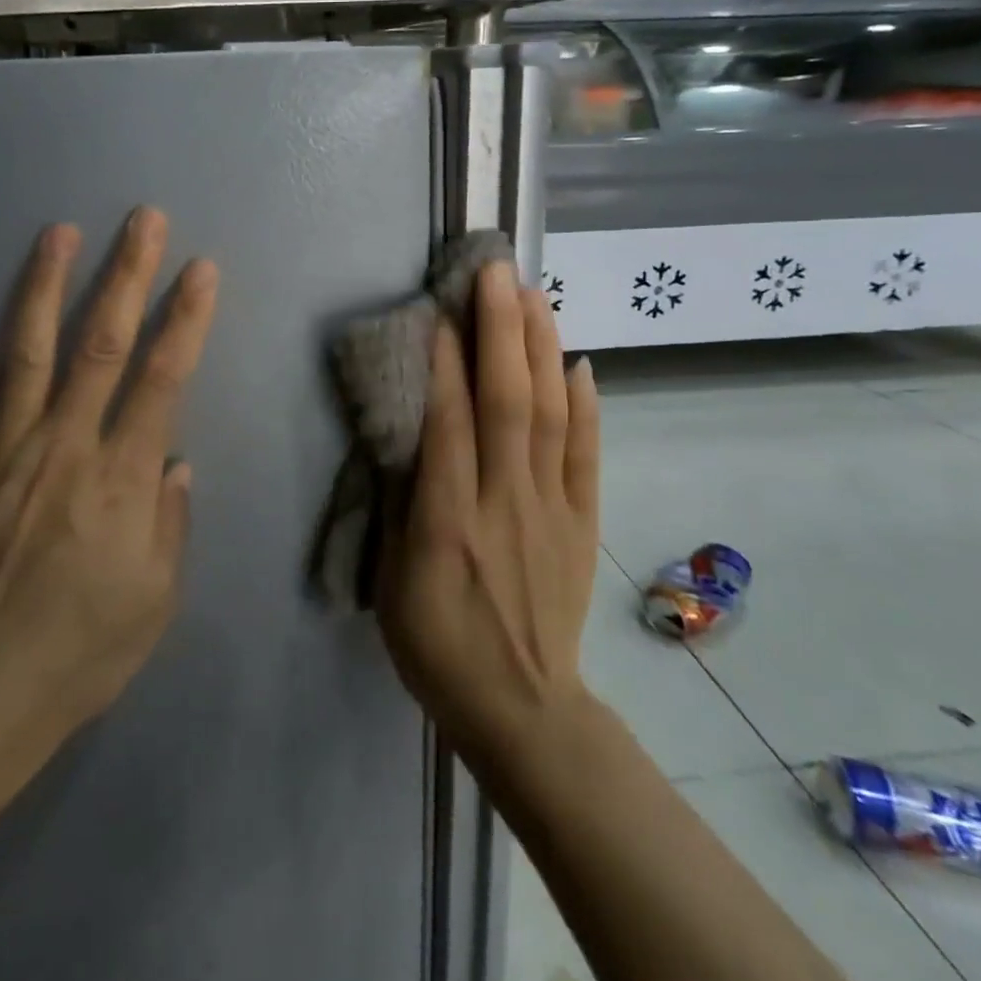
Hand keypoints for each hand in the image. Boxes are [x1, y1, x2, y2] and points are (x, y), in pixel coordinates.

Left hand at [0, 207, 218, 740]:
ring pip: (29, 354)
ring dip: (45, 288)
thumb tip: (176, 461)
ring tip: (58, 234)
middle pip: (102, 343)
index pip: (163, 376)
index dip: (186, 318)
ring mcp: (3, 452)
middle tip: (143, 219)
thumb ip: (171, 519)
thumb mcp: (159, 596)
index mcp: (123, 474)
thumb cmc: (85, 649)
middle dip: (127, 274)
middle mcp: (66, 445)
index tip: (201, 269)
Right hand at [377, 260, 599, 763]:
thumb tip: (409, 437)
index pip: (451, 425)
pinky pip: (588, 453)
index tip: (442, 309)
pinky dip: (586, 404)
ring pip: (552, 415)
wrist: (522, 707)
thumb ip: (402, 506)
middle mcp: (505, 503)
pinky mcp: (582, 522)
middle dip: (501, 330)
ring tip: (535, 294)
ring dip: (543, 349)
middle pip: (508, 403)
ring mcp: (552, 509)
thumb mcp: (393, 583)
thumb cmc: (438, 645)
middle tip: (496, 272)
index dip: (446, 363)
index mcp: (450, 523)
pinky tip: (579, 361)